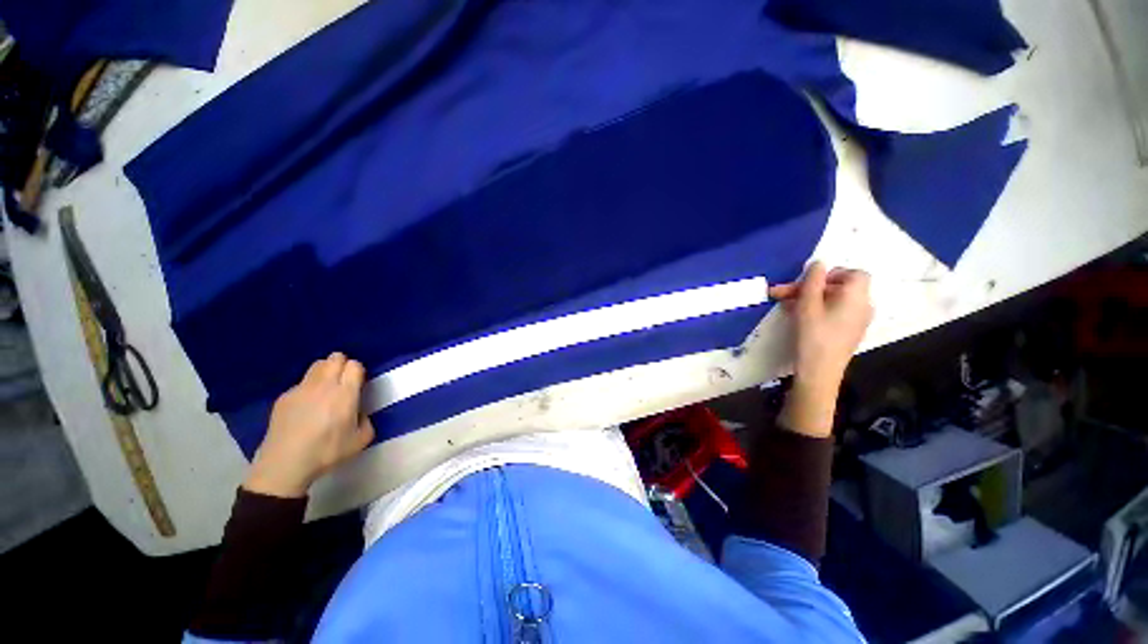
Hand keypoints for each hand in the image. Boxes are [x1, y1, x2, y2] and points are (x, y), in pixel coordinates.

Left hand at [244, 352, 375, 497]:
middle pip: (335, 358)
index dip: (358, 371)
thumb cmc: (327, 451)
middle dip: (342, 364)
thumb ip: (366, 420)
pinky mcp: (284, 397)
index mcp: (345, 393)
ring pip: (317, 365)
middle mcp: (324, 385)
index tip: (359, 383)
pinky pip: (301, 383)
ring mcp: (301, 389)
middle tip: (344, 381)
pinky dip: (308, 388)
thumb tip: (359, 413)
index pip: (354, 365)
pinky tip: (306, 408)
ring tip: (326, 389)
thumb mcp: (361, 440)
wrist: (285, 464)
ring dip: (326, 371)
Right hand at [770, 262, 872, 436]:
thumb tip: (818, 263)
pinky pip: (835, 312)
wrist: (820, 372)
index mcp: (857, 296)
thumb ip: (812, 281)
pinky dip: (817, 309)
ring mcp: (857, 320)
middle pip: (839, 287)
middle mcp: (862, 306)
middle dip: (809, 287)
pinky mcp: (848, 332)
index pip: (854, 273)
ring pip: (833, 300)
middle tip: (781, 293)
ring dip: (809, 298)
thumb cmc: (814, 335)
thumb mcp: (808, 305)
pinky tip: (798, 316)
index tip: (808, 282)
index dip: (831, 274)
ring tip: (785, 305)